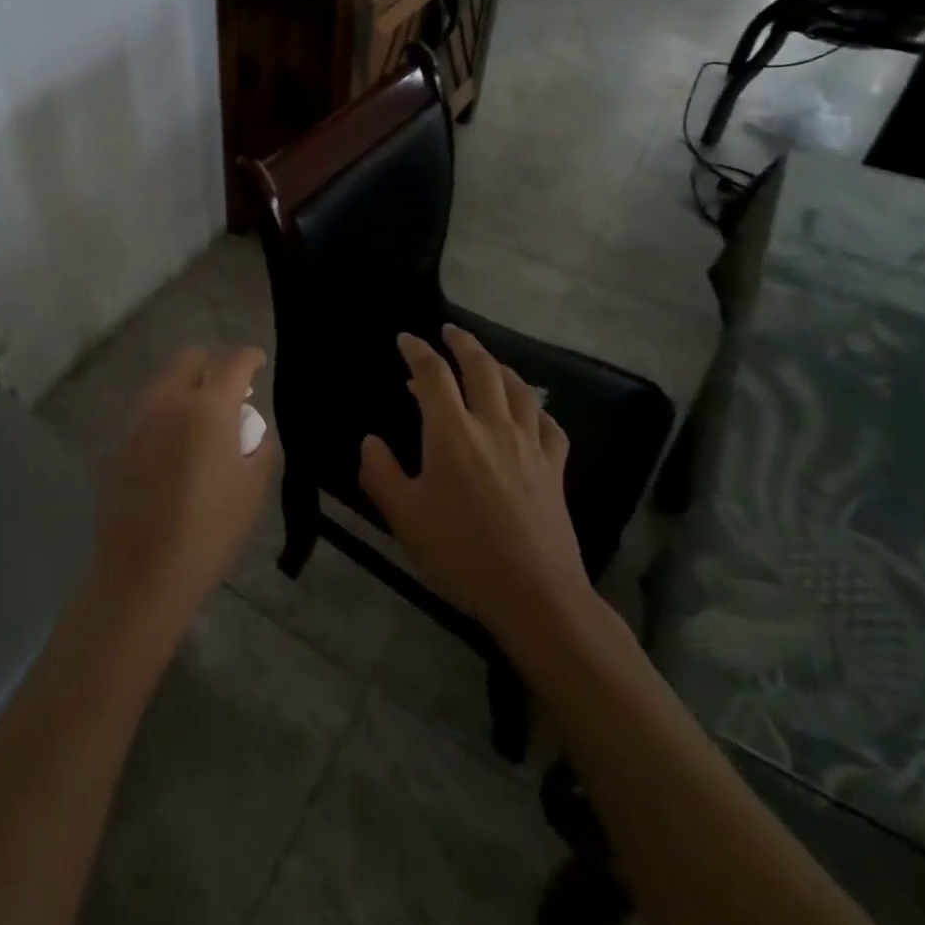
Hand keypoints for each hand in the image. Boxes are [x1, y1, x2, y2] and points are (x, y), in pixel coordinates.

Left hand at [92, 346, 274, 638]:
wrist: (143, 574)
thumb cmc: (210, 531)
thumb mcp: (253, 489)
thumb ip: (259, 447)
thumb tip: (251, 430)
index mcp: (208, 408)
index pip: (234, 362)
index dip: (251, 358)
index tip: (258, 364)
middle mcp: (169, 402)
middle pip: (190, 359)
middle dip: (213, 366)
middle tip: (229, 395)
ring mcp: (138, 421)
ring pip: (164, 383)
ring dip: (186, 389)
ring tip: (201, 421)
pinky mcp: (118, 444)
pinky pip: (147, 414)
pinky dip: (165, 417)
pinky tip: (173, 451)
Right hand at [358, 326, 590, 651]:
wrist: (534, 593)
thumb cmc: (460, 553)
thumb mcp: (403, 516)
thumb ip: (380, 472)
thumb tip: (370, 441)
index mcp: (451, 432)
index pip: (432, 375)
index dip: (417, 351)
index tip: (405, 339)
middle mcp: (492, 425)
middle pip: (481, 367)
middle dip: (462, 343)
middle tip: (449, 331)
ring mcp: (529, 444)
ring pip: (518, 388)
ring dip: (498, 366)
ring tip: (486, 362)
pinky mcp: (555, 467)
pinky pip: (548, 424)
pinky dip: (535, 408)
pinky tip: (529, 412)